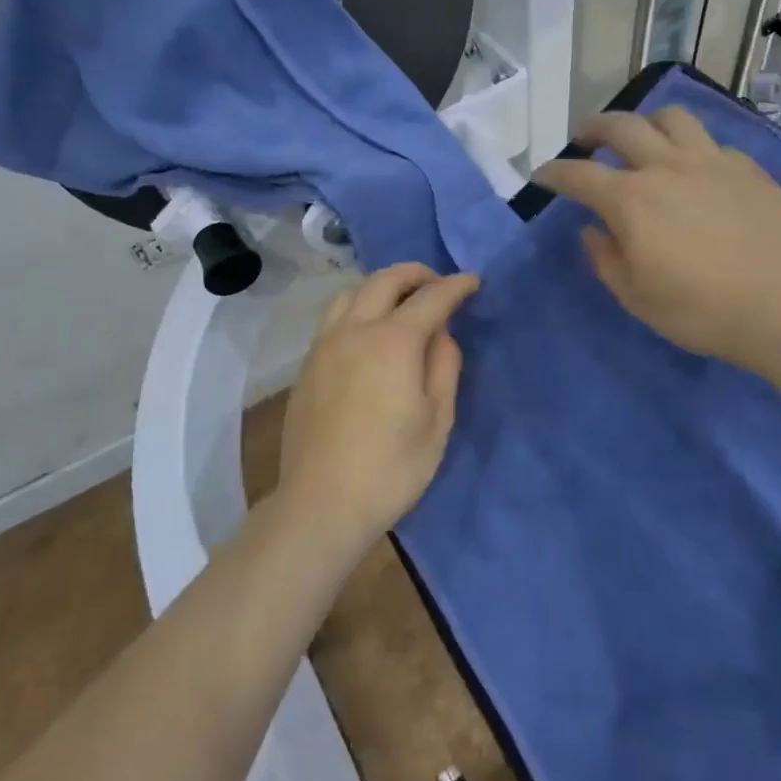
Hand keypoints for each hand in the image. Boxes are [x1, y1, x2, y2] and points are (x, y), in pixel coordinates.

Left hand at [278, 264, 480, 556]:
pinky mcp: (307, 365)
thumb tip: (441, 334)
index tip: (473, 281)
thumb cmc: (390, 468)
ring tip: (400, 302)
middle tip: (438, 284)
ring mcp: (324, 345)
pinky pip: (334, 318)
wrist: (320, 505)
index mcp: (393, 342)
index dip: (456, 286)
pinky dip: (358, 307)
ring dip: (381, 286)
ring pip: (351, 292)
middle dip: (416, 274)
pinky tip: (368, 332)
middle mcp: (354, 330)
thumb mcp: (437, 421)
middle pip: (385, 280)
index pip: (431, 298)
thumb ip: (444, 366)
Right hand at [532, 106, 780, 373]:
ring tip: (641, 138)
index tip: (541, 175)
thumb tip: (593, 230)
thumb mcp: (636, 297)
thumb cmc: (701, 309)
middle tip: (584, 137)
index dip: (554, 172)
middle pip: (621, 126)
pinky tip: (695, 170)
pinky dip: (691, 149)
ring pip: (671, 118)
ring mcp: (712, 161)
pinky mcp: (748, 169)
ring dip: (646, 122)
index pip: (579, 175)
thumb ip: (606, 258)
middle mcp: (667, 167)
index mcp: (632, 200)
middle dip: (593, 127)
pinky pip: (711, 144)